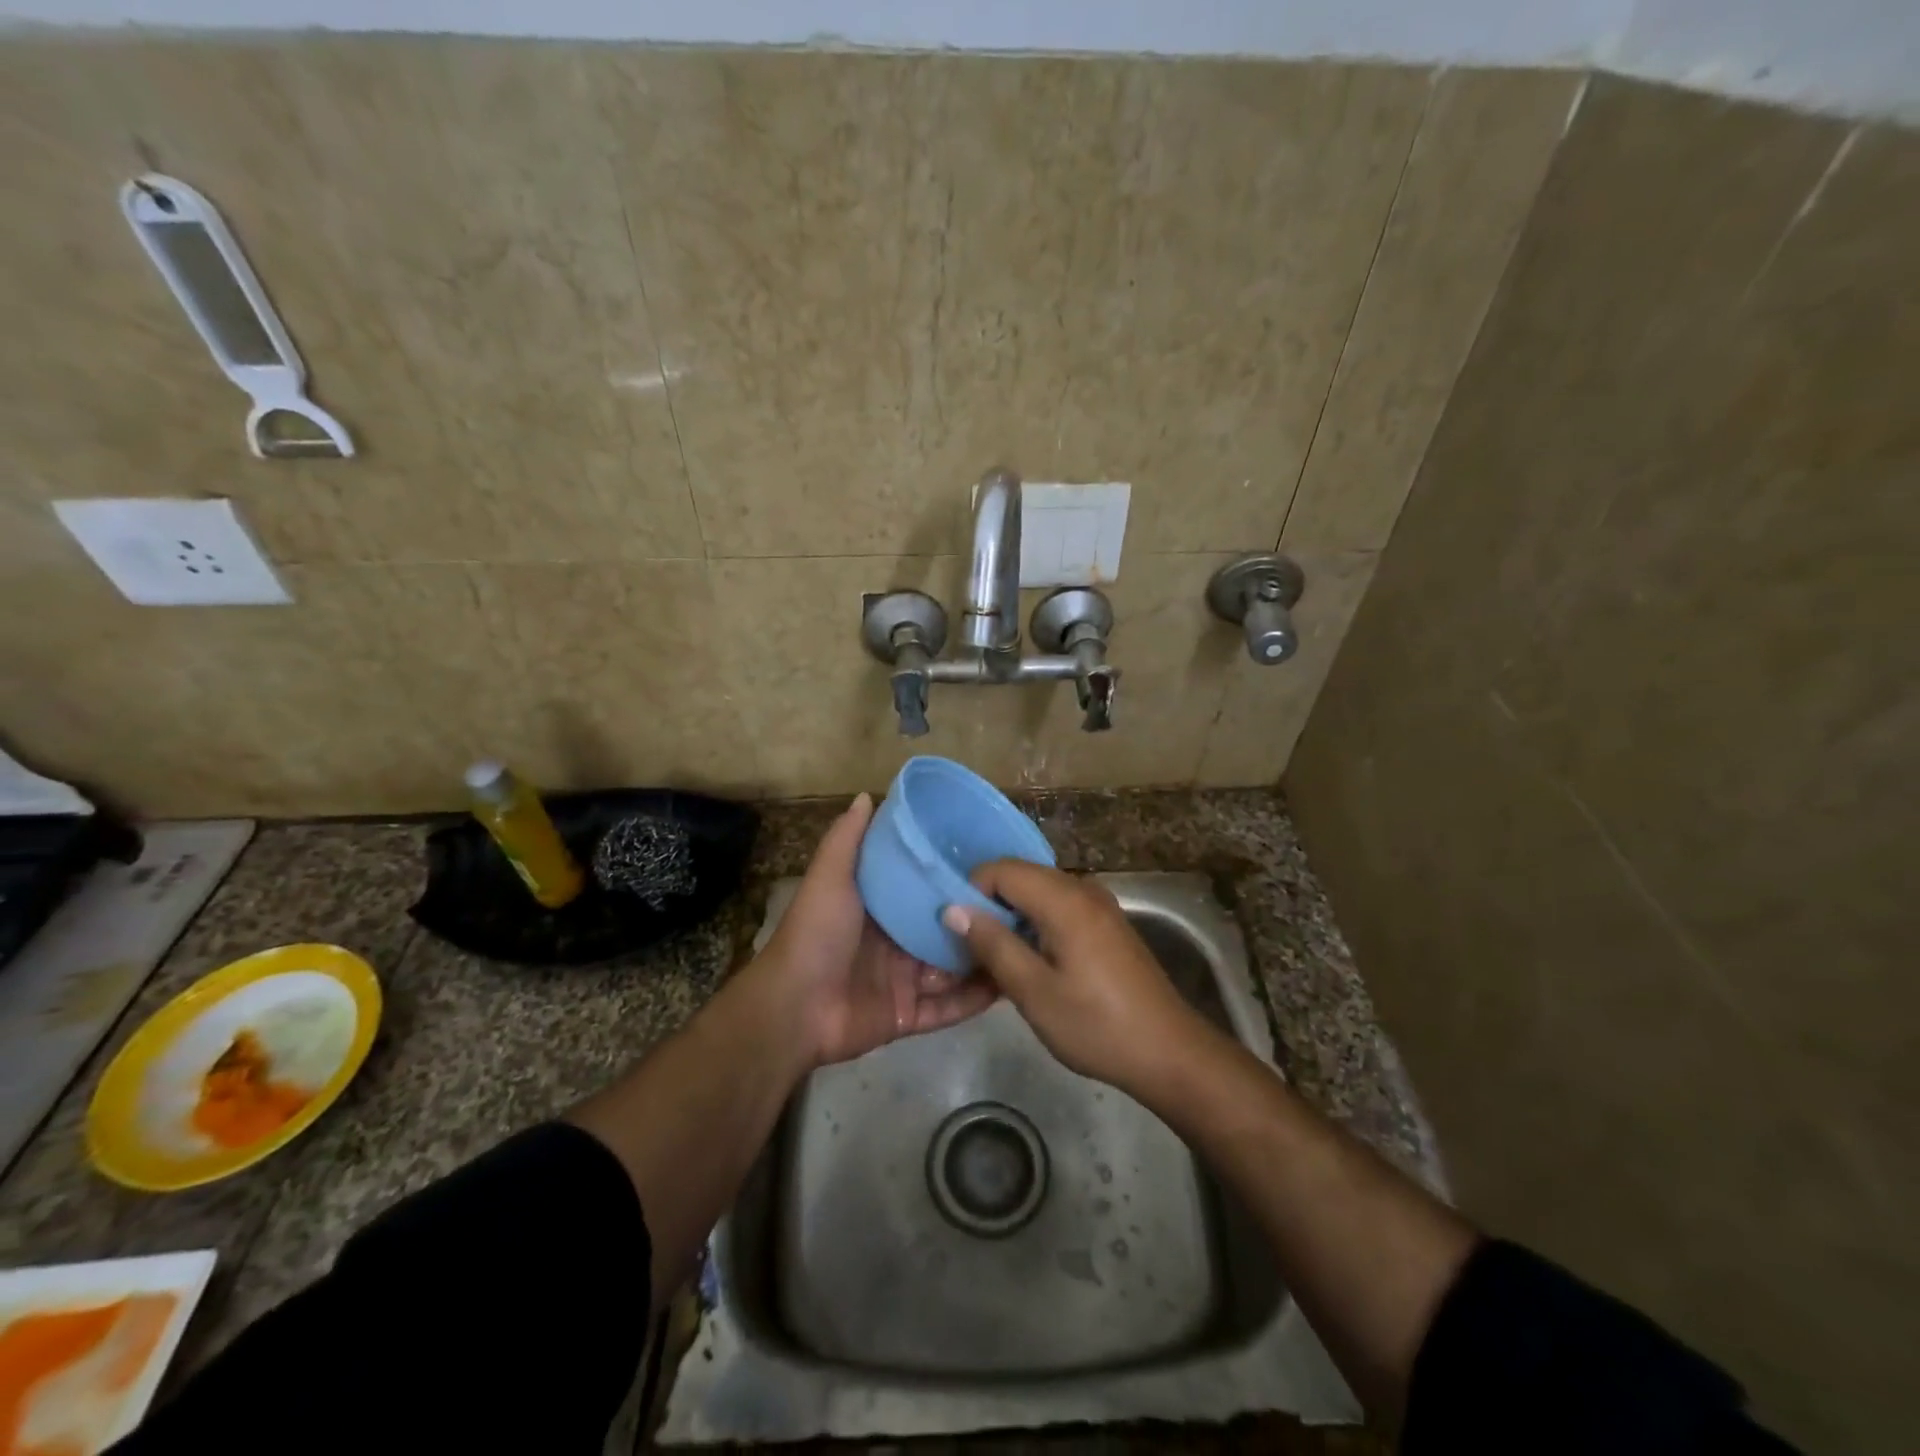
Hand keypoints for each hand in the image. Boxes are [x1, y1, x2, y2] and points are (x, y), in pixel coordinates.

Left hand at [754, 794, 995, 1067]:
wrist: (794, 1008)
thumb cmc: (816, 934)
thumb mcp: (830, 877)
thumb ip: (848, 839)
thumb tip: (866, 795)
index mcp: (879, 908)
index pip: (923, 888)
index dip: (952, 875)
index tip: (991, 861)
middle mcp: (894, 941)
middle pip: (945, 928)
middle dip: (978, 920)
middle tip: (1022, 906)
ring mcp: (903, 980)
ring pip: (953, 968)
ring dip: (984, 958)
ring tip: (1028, 944)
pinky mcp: (908, 1016)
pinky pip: (948, 1008)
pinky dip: (975, 1000)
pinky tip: (1010, 986)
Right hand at [941, 861, 1216, 1098]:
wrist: (1170, 1053)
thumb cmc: (1096, 1025)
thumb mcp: (1034, 992)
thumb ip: (992, 944)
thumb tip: (953, 909)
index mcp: (1064, 899)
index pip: (1001, 869)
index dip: (971, 892)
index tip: (957, 932)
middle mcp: (1082, 889)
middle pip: (1021, 877)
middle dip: (990, 905)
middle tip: (970, 948)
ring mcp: (1099, 905)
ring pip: (1039, 893)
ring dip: (1013, 918)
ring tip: (996, 960)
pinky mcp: (1107, 924)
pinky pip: (1059, 908)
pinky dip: (1037, 925)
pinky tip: (1031, 964)